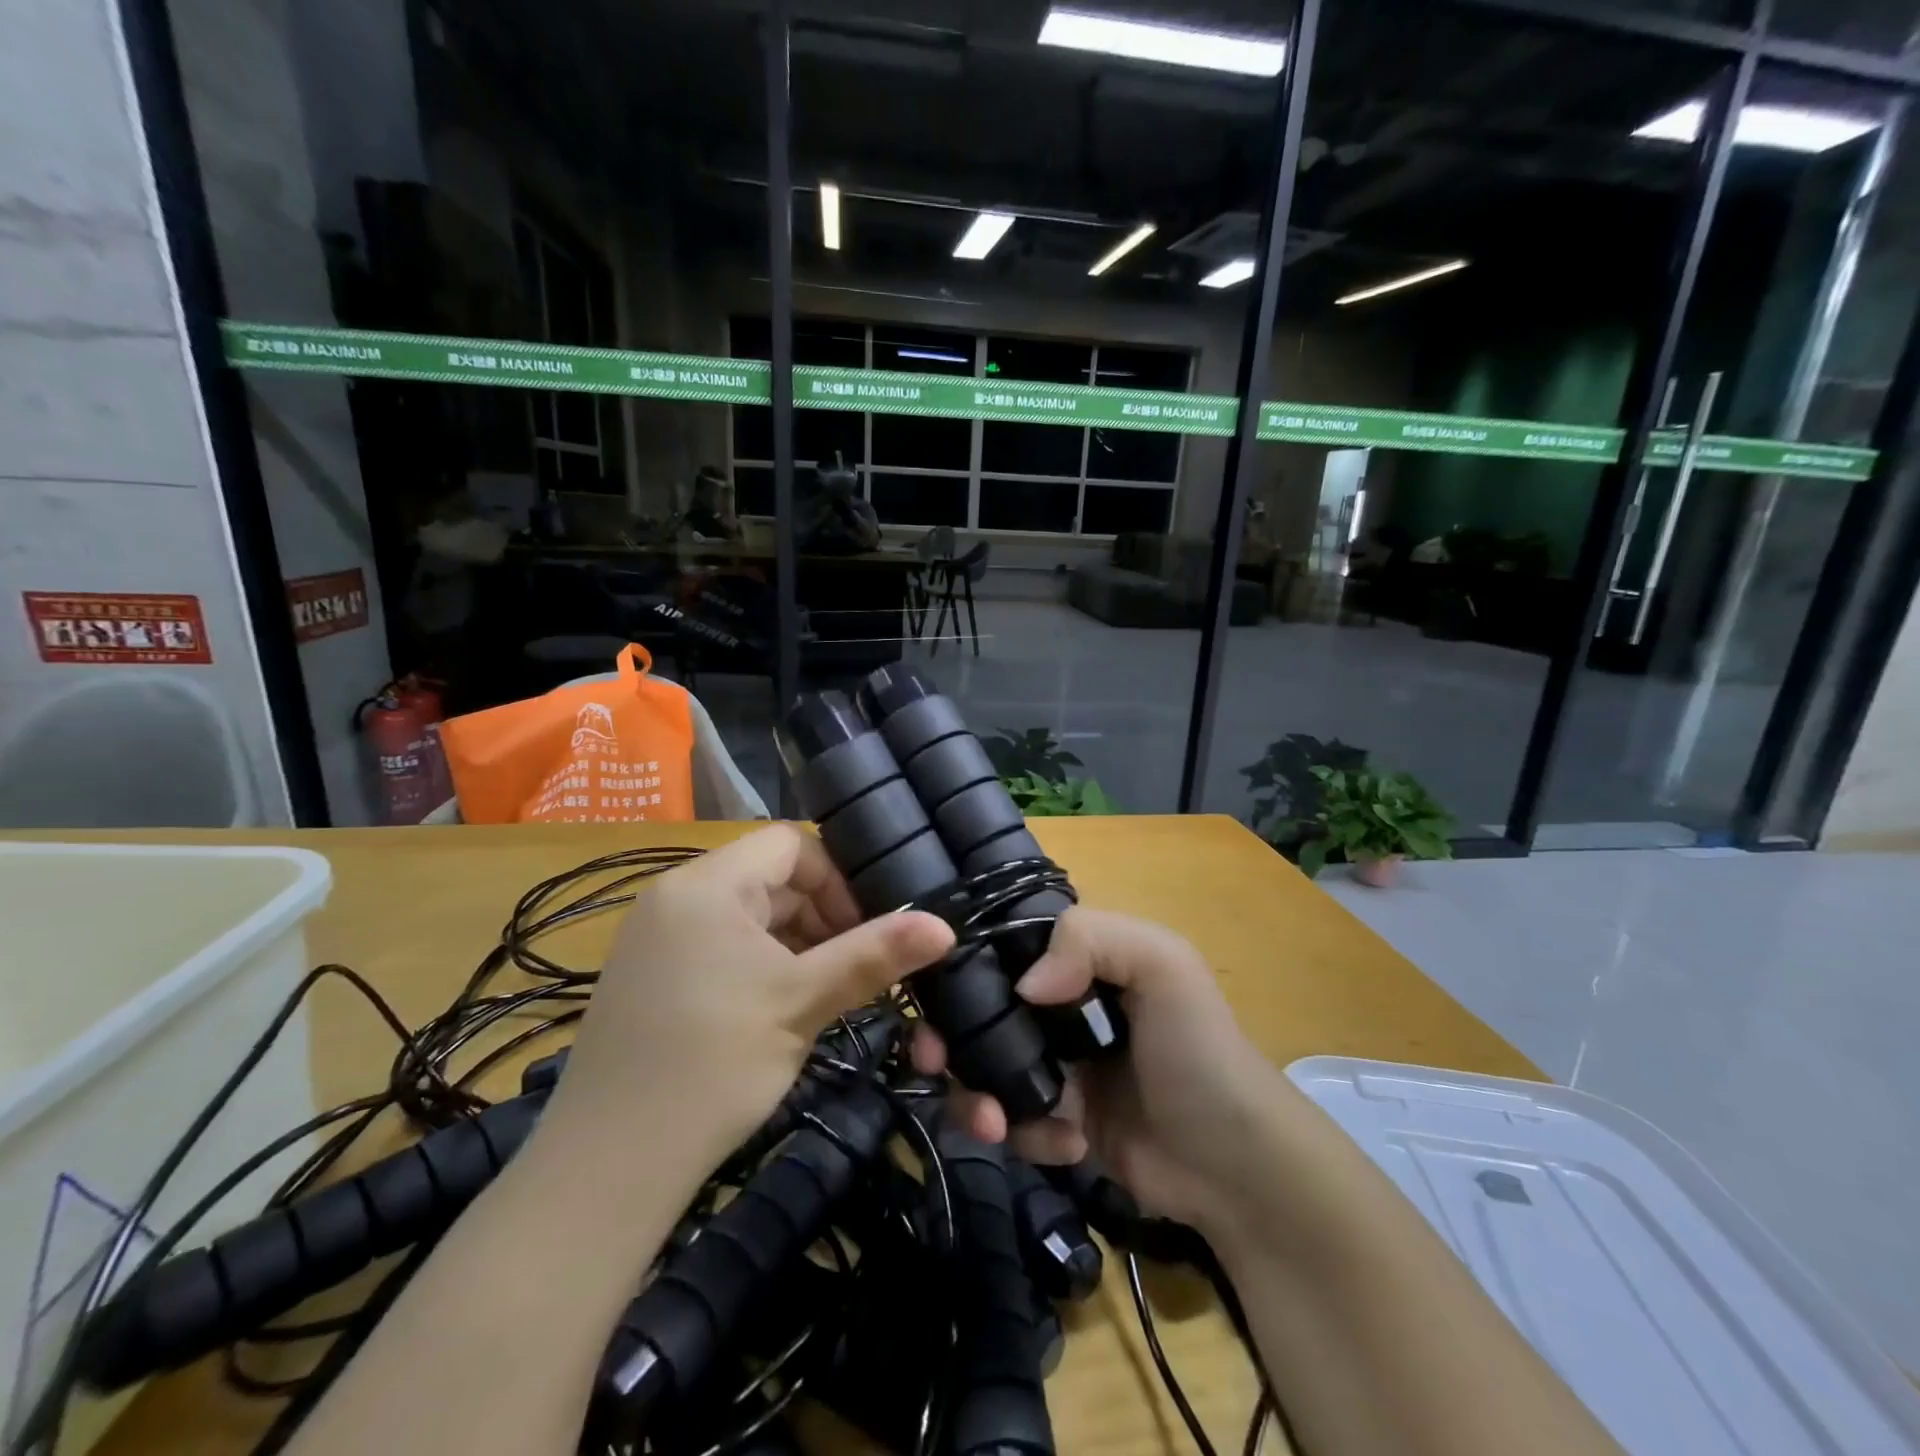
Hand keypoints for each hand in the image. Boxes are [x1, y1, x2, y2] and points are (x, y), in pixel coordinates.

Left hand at [537, 826, 953, 1182]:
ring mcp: (656, 938)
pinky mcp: (648, 977)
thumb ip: (873, 956)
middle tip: (852, 970)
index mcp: (706, 883)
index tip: (865, 931)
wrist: (607, 1168)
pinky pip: (719, 947)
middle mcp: (675, 896)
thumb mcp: (802, 1003)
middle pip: (769, 879)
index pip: (790, 845)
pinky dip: (759, 965)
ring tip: (821, 994)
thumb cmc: (714, 1065)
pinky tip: (776, 1011)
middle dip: (819, 917)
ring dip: (793, 944)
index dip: (837, 880)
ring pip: (747, 917)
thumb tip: (944, 925)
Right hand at [913, 907, 1282, 1232]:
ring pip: (985, 1069)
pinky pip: (1012, 1121)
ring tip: (996, 1124)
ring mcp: (1057, 1065)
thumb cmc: (1197, 1050)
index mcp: (1081, 959)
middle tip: (934, 1061)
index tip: (930, 991)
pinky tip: (1066, 1144)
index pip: (1005, 946)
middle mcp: (1061, 1005)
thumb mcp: (1163, 965)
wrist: (1235, 1166)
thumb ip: (1091, 940)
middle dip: (951, 1038)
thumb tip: (1021, 986)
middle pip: (982, 1011)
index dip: (965, 962)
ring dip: (978, 1095)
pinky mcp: (1057, 1121)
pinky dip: (1025, 1133)